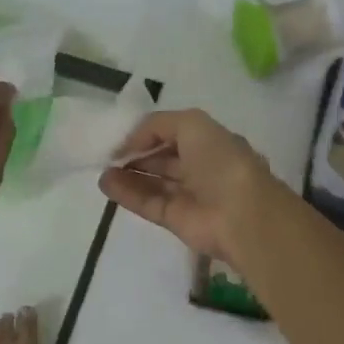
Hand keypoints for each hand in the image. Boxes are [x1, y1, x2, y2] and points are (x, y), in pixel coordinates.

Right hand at [97, 109, 272, 260]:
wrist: (241, 214)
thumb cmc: (221, 161)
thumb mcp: (191, 124)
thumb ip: (157, 126)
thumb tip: (130, 144)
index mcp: (212, 142)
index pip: (175, 134)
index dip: (149, 134)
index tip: (123, 135)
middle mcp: (202, 168)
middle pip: (163, 159)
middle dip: (137, 155)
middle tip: (108, 154)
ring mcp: (189, 195)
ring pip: (153, 182)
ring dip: (127, 175)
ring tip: (102, 170)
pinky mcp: (177, 220)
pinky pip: (148, 203)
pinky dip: (127, 194)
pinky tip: (106, 184)